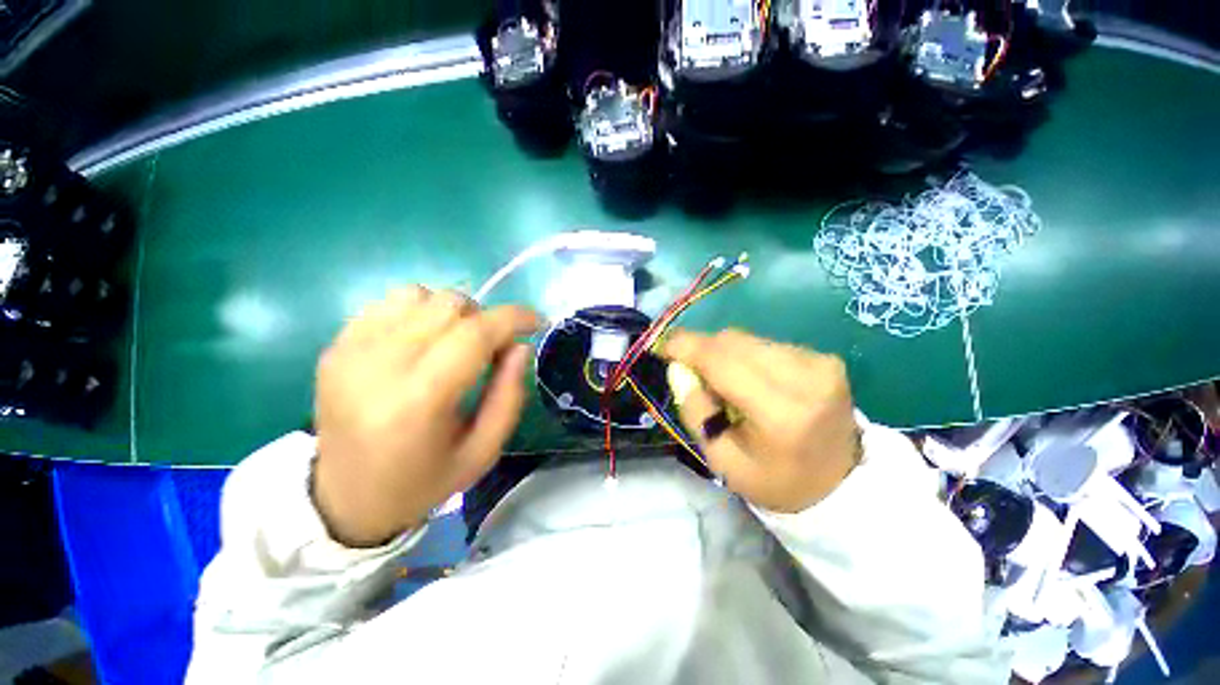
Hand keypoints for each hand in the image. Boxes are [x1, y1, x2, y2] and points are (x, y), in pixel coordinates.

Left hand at [312, 287, 539, 546]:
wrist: (345, 498)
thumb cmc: (422, 481)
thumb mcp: (483, 451)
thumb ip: (509, 395)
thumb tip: (520, 345)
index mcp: (418, 402)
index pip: (474, 334)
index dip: (512, 319)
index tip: (536, 322)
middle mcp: (378, 367)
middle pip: (448, 306)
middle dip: (485, 318)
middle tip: (491, 346)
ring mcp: (350, 351)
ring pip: (421, 295)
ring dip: (453, 312)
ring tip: (455, 341)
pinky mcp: (336, 346)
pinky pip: (391, 302)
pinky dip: (421, 310)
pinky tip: (424, 339)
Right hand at [660, 329, 859, 513]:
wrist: (840, 483)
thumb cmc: (774, 479)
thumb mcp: (721, 459)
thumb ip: (695, 410)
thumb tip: (679, 367)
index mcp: (780, 413)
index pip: (721, 361)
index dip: (686, 346)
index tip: (662, 345)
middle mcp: (805, 378)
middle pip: (733, 341)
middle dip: (701, 349)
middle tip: (689, 369)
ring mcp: (820, 363)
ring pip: (748, 339)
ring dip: (724, 353)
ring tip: (723, 381)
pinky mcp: (824, 358)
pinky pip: (766, 344)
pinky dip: (747, 356)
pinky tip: (751, 379)